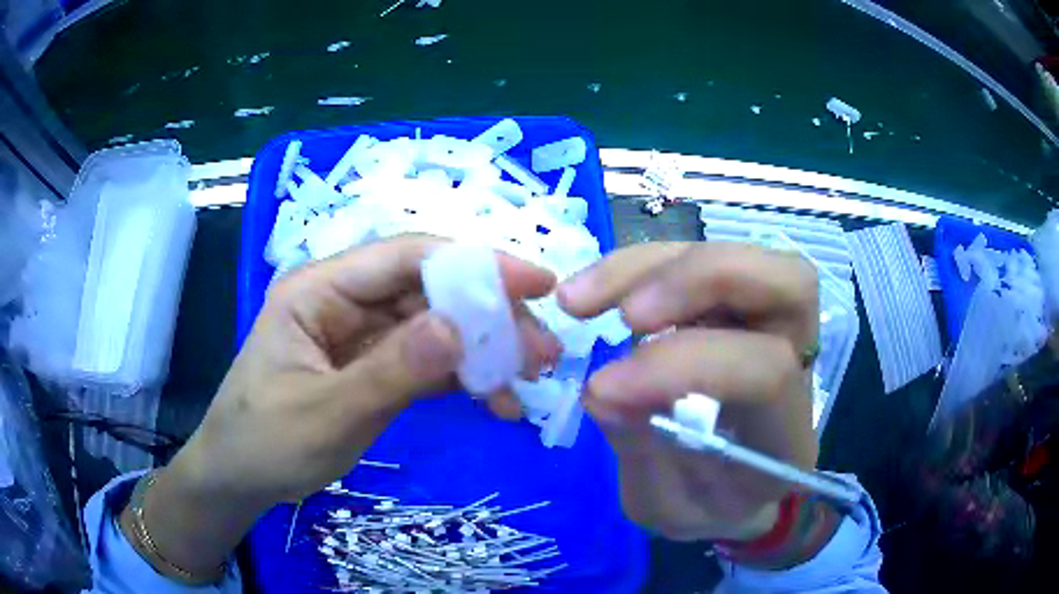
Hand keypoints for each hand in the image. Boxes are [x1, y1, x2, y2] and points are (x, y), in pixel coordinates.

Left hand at [133, 236, 557, 574]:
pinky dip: (465, 379)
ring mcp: (362, 336)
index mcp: (320, 289)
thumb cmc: (264, 442)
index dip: (473, 263)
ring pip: (437, 327)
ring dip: (486, 349)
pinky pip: (428, 362)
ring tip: (532, 377)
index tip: (535, 283)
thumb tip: (460, 328)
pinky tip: (498, 402)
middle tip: (544, 351)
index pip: (405, 257)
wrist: (239, 478)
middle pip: (430, 291)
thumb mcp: (325, 415)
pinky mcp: (375, 367)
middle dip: (490, 316)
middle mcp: (345, 301)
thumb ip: (389, 373)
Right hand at [557, 242, 819, 542]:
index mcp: (786, 436)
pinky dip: (643, 267)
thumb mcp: (667, 508)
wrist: (735, 492)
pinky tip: (596, 291)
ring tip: (581, 298)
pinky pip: (700, 260)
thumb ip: (643, 452)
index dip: (684, 366)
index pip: (765, 371)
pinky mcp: (738, 307)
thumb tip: (603, 385)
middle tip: (624, 315)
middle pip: (788, 282)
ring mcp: (772, 327)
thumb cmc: (707, 507)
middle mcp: (798, 366)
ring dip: (655, 266)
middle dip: (700, 280)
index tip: (603, 388)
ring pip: (743, 257)